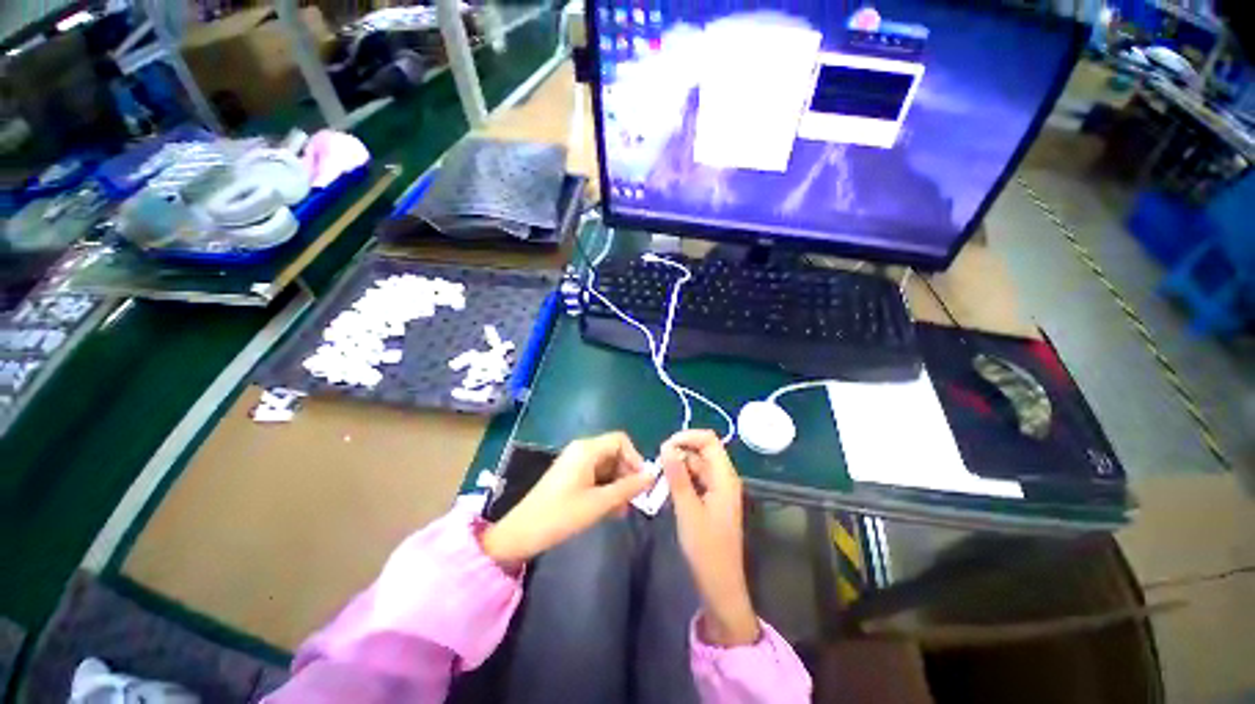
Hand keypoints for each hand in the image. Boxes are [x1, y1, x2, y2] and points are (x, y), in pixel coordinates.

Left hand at [481, 432, 652, 567]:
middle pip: (614, 453)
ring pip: (606, 466)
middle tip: (633, 500)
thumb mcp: (598, 503)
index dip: (635, 458)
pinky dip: (605, 489)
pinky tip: (610, 510)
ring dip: (618, 484)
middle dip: (627, 474)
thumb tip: (652, 476)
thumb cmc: (560, 515)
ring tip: (622, 510)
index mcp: (587, 449)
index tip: (641, 482)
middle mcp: (581, 450)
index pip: (620, 441)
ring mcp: (575, 463)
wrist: (521, 533)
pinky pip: (595, 475)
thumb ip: (627, 488)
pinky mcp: (570, 476)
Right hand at [662, 430, 760, 646]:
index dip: (687, 437)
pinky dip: (682, 479)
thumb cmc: (706, 549)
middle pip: (702, 451)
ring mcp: (718, 489)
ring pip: (697, 465)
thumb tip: (666, 447)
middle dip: (679, 452)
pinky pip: (696, 479)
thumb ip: (677, 476)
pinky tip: (668, 488)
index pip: (709, 440)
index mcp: (725, 477)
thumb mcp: (688, 510)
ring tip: (659, 478)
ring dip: (679, 466)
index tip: (664, 447)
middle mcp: (724, 478)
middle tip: (657, 466)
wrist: (719, 585)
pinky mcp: (712, 500)